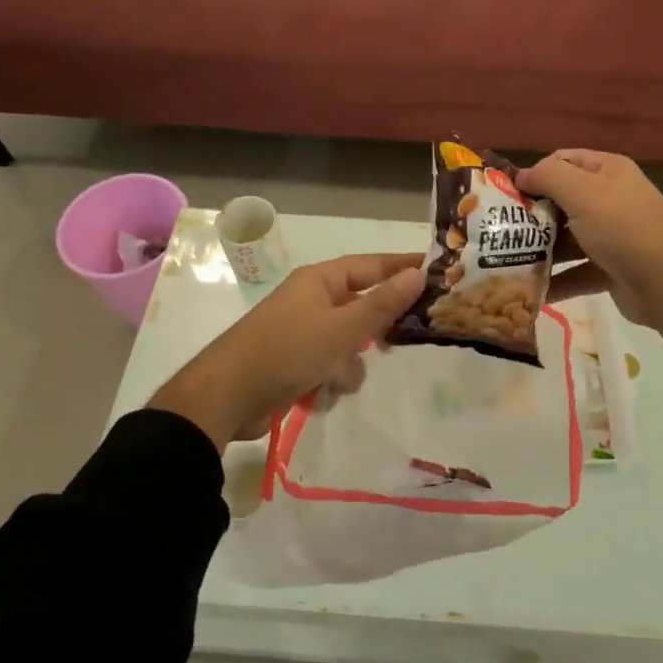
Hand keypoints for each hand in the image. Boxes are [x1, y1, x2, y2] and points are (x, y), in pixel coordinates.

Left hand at [147, 253, 425, 447]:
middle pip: (361, 302)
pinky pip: (330, 362)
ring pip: (348, 338)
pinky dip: (335, 376)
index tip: (436, 270)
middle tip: (415, 331)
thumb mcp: (341, 329)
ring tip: (348, 375)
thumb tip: (418, 274)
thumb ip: (382, 304)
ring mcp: (302, 332)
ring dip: (354, 358)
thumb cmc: (286, 352)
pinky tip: (330, 392)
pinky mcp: (295, 361)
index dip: (403, 266)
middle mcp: (311, 300)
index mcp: (319, 280)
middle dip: (381, 322)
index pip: (371, 264)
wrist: (225, 398)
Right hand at [517, 150, 662, 327]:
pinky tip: (530, 290)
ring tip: (507, 262)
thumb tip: (521, 175)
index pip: (563, 161)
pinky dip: (556, 280)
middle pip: (561, 201)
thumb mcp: (583, 192)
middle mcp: (610, 199)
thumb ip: (548, 176)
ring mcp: (611, 236)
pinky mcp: (610, 270)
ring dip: (540, 250)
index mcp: (607, 172)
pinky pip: (576, 272)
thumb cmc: (623, 228)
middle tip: (501, 231)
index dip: (534, 173)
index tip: (506, 194)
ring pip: (567, 239)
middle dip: (532, 215)